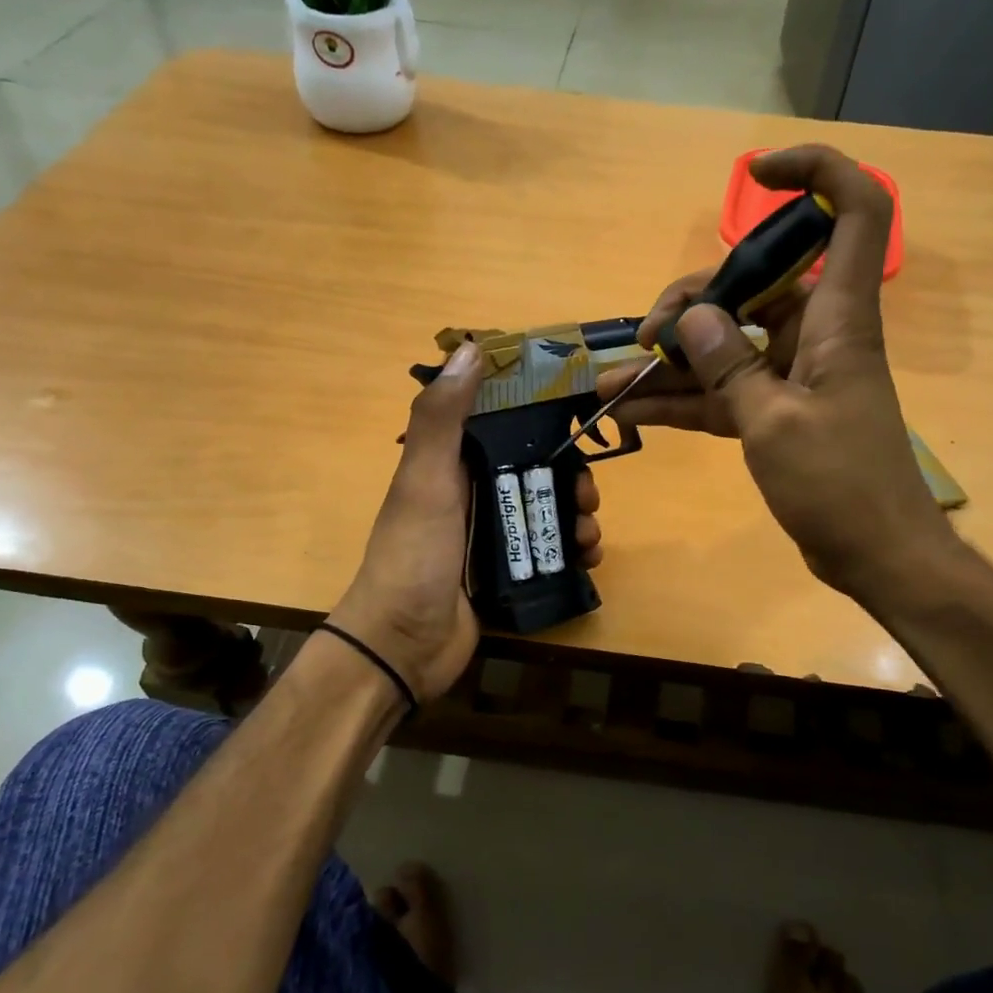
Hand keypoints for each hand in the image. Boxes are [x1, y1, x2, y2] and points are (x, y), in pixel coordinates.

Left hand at [331, 341, 603, 702]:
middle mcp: (471, 494)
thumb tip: (470, 347)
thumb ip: (442, 417)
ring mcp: (488, 536)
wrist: (402, 646)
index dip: (538, 416)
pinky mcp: (504, 573)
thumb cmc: (414, 556)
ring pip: (546, 511)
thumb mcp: (424, 480)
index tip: (577, 415)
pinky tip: (588, 558)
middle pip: (533, 470)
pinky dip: (572, 551)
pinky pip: (548, 551)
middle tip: (589, 495)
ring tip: (589, 535)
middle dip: (569, 477)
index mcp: (450, 465)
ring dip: (576, 516)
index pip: (501, 424)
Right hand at [593, 144, 948, 601]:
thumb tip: (692, 318)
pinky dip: (680, 402)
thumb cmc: (840, 484)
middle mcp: (815, 335)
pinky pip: (721, 395)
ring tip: (607, 381)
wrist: (875, 555)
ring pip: (725, 347)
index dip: (814, 174)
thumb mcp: (775, 424)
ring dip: (669, 363)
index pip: (852, 213)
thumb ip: (730, 367)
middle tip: (644, 340)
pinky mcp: (774, 415)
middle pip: (752, 287)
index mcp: (837, 318)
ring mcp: (792, 376)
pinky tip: (628, 413)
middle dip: (691, 305)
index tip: (756, 173)